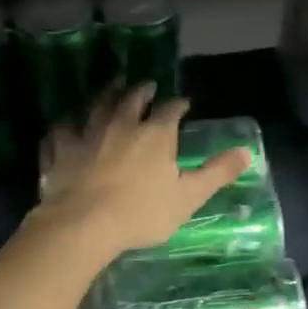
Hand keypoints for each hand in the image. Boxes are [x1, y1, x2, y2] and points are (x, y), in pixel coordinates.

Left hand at [37, 85, 249, 261]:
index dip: (178, 105)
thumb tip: (246, 152)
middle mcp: (121, 124)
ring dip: (105, 94)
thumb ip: (216, 173)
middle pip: (131, 98)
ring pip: (96, 106)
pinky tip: (66, 126)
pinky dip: (66, 125)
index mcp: (155, 134)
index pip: (170, 110)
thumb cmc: (141, 212)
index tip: (183, 103)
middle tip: (146, 85)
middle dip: (141, 90)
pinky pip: (61, 130)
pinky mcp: (60, 149)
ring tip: (111, 87)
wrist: (84, 224)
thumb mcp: (188, 197)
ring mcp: (87, 133)